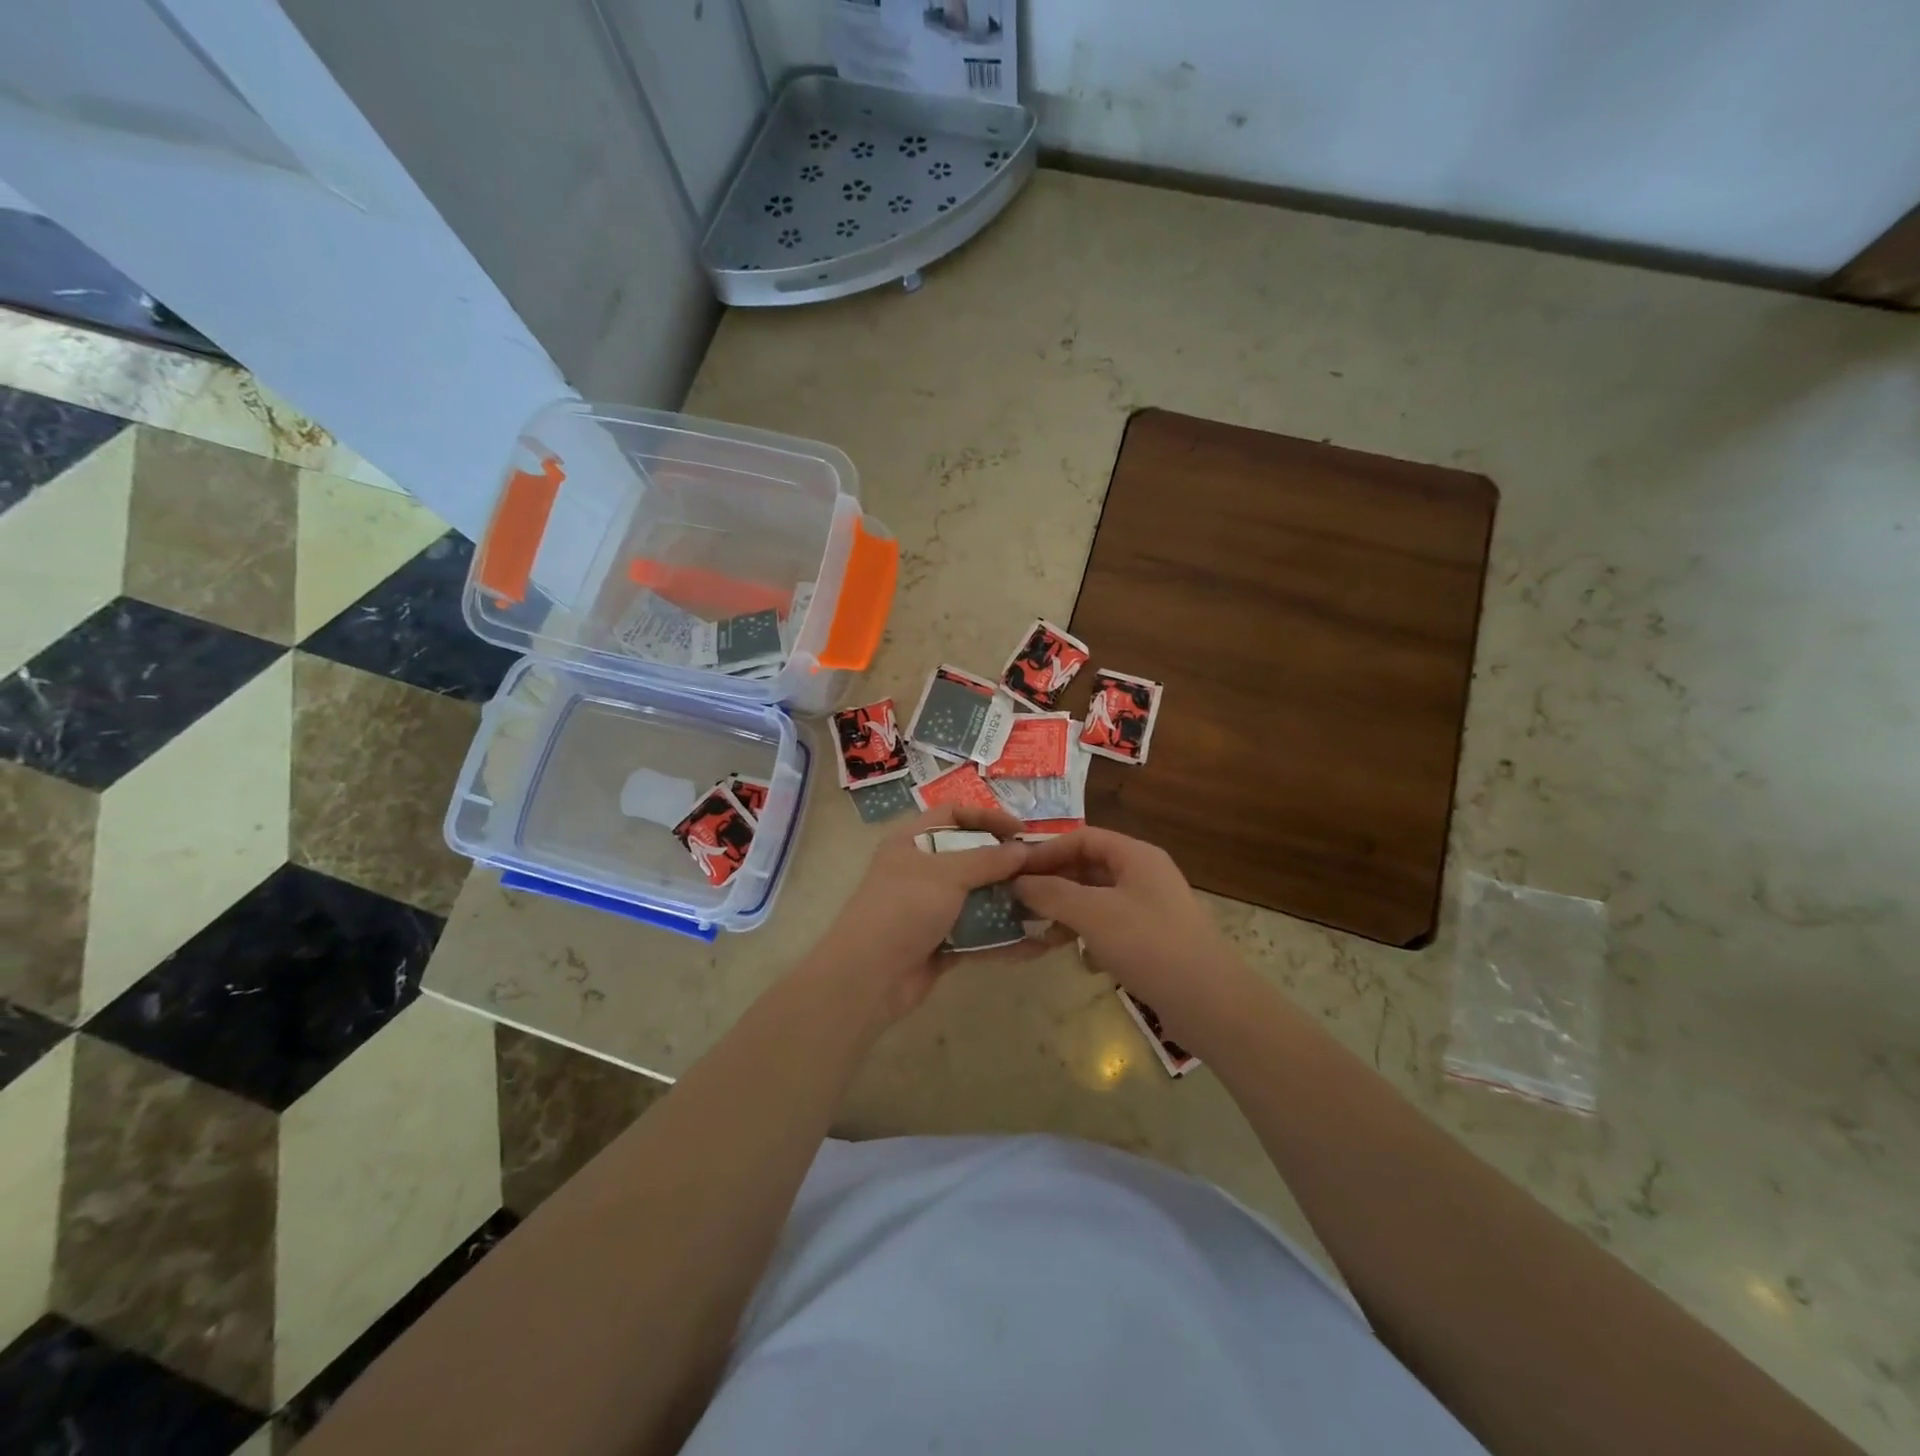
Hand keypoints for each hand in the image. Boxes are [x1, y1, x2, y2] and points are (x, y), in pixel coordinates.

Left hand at [802, 805, 1050, 1027]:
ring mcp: (931, 909)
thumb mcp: (946, 873)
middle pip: (970, 857)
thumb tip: (1023, 849)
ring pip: (977, 898)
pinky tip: (1037, 942)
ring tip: (1047, 903)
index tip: (1021, 831)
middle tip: (1042, 869)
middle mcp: (921, 871)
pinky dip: (1004, 937)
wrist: (868, 977)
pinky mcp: (941, 943)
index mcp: (912, 842)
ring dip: (1009, 901)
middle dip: (1005, 863)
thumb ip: (988, 859)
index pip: (953, 815)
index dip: (987, 817)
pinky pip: (979, 934)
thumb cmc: (903, 908)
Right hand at [1015, 828, 1248, 1043]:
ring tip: (1044, 935)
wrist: (1210, 1002)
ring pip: (1097, 899)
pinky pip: (1112, 926)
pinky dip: (1092, 937)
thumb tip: (1017, 882)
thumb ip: (1051, 893)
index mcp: (1136, 855)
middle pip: (1089, 868)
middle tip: (1020, 904)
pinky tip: (1083, 960)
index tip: (1015, 872)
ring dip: (1069, 913)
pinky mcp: (1153, 939)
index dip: (1047, 852)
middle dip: (1054, 885)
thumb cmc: (1148, 944)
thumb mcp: (1092, 914)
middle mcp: (1144, 874)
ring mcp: (1151, 908)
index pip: (1082, 838)